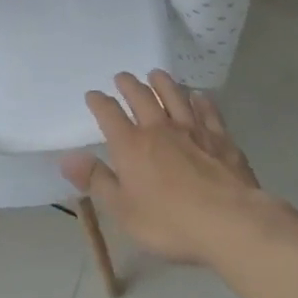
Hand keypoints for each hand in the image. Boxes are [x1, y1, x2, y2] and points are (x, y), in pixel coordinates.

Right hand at [62, 71, 265, 267]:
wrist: (230, 222)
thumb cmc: (170, 222)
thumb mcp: (123, 210)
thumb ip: (96, 180)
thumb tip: (67, 157)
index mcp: (131, 145)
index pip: (109, 114)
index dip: (99, 102)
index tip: (93, 95)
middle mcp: (159, 128)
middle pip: (141, 97)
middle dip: (128, 85)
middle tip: (122, 77)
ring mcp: (192, 130)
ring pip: (174, 96)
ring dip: (162, 83)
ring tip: (155, 74)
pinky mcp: (220, 138)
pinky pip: (208, 111)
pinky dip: (201, 101)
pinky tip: (199, 97)